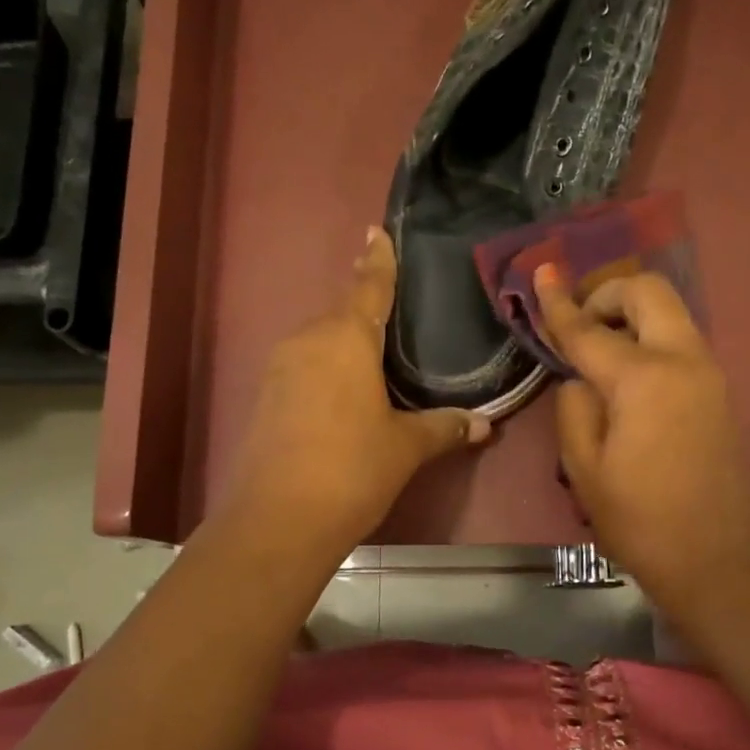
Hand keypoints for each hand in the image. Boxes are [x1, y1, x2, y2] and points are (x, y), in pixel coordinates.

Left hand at [224, 228, 490, 558]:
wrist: (278, 519)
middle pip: (342, 314)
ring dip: (345, 346)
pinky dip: (326, 372)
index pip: (368, 287)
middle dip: (365, 311)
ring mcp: (280, 368)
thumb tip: (484, 425)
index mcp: (346, 338)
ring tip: (373, 362)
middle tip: (394, 314)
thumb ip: (444, 428)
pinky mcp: (265, 398)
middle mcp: (308, 341)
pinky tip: (342, 396)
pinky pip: (304, 369)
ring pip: (320, 343)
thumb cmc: (352, 468)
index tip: (375, 230)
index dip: (377, 260)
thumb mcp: (406, 447)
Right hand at [536, 265, 749, 608]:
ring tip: (597, 348)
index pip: (590, 330)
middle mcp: (682, 360)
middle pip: (648, 292)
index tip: (541, 273)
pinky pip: (679, 339)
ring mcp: (707, 372)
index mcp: (643, 380)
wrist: (713, 556)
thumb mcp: (583, 467)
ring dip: (630, 314)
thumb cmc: (638, 519)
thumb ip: (574, 407)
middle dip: (607, 293)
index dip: (558, 303)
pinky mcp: (717, 389)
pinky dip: (648, 336)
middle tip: (578, 324)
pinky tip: (625, 372)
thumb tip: (580, 378)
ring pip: (669, 311)